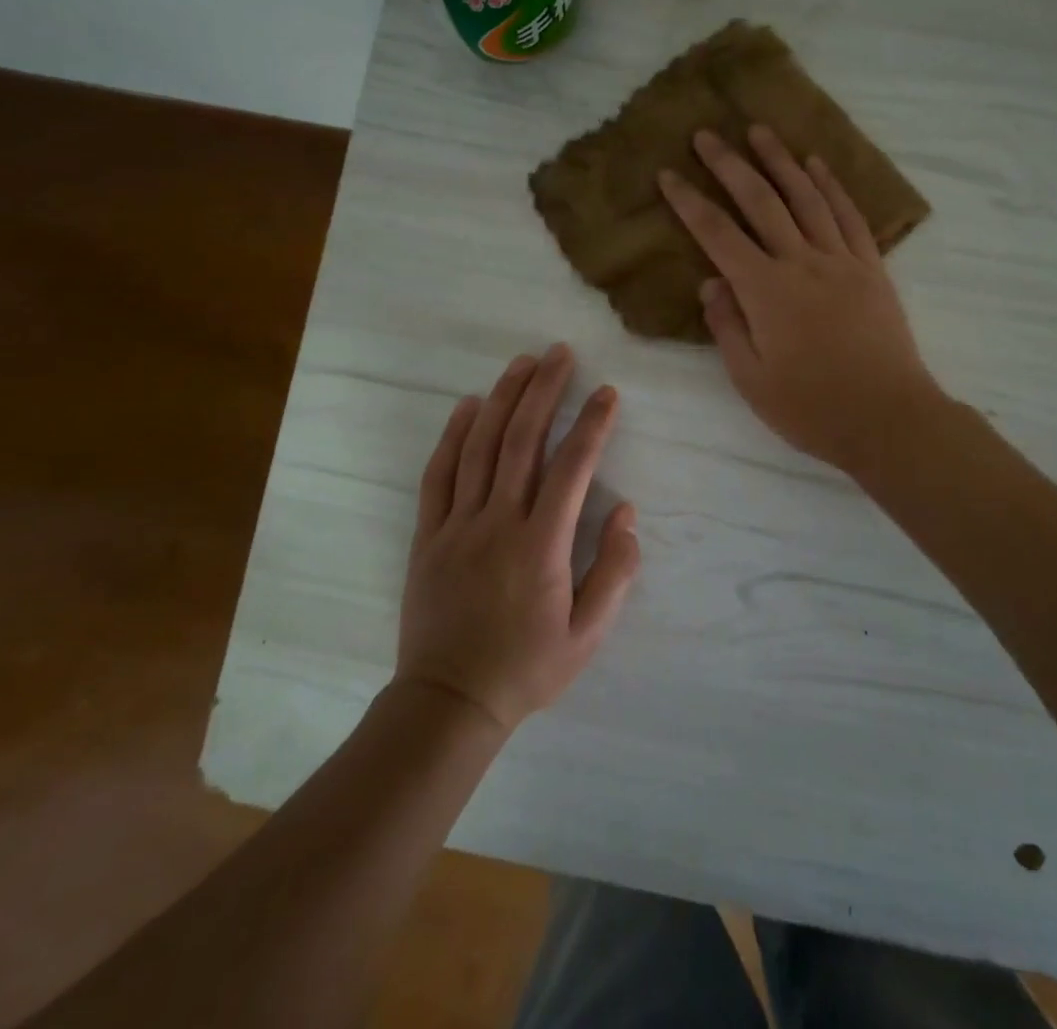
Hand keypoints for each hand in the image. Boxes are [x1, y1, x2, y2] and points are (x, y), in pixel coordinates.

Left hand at [395, 345, 639, 733]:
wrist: (449, 703)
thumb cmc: (527, 668)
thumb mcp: (589, 635)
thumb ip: (615, 572)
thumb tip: (627, 513)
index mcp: (541, 545)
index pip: (572, 468)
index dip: (592, 424)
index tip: (607, 392)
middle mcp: (498, 522)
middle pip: (522, 440)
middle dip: (544, 390)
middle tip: (560, 353)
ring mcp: (457, 525)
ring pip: (480, 447)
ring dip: (502, 399)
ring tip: (522, 363)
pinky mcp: (429, 534)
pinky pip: (439, 473)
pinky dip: (453, 434)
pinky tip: (468, 405)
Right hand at [658, 126, 941, 473]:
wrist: (888, 418)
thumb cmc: (812, 409)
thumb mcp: (752, 380)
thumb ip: (727, 327)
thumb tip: (709, 282)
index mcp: (766, 292)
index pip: (717, 235)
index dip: (689, 202)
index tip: (668, 175)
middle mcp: (802, 263)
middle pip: (761, 202)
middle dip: (730, 165)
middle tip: (707, 134)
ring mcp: (841, 261)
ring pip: (806, 198)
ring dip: (780, 161)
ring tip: (760, 131)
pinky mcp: (872, 268)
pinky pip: (849, 216)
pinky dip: (832, 186)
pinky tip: (817, 165)